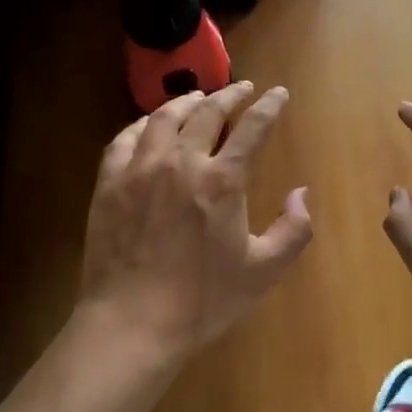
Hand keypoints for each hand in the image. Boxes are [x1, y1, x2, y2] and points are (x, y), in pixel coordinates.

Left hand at [78, 82, 312, 363]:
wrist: (132, 322)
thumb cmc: (202, 300)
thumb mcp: (263, 271)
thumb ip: (293, 230)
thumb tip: (302, 193)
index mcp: (222, 180)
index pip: (252, 127)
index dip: (268, 106)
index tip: (278, 92)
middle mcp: (181, 161)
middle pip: (207, 112)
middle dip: (228, 95)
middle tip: (241, 88)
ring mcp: (140, 169)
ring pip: (163, 117)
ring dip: (186, 102)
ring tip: (197, 98)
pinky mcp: (109, 182)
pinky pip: (125, 138)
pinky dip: (142, 124)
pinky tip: (148, 125)